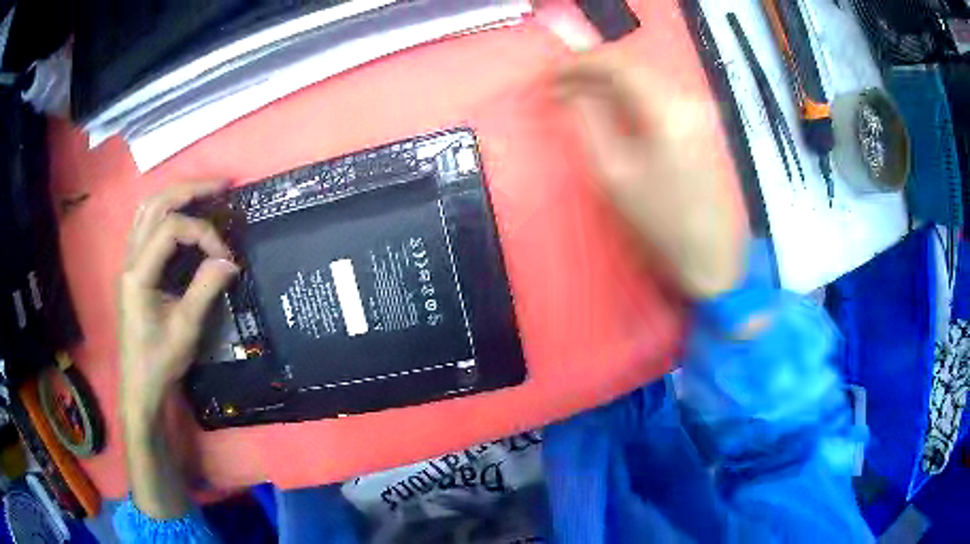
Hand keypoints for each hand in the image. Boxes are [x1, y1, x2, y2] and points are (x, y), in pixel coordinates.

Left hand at [118, 181, 237, 428]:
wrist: (140, 384)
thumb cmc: (160, 360)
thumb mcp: (186, 328)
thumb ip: (206, 289)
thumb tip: (231, 261)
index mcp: (138, 273)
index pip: (171, 229)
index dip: (203, 233)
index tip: (225, 257)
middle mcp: (130, 258)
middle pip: (156, 205)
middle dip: (190, 190)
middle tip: (222, 186)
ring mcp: (129, 260)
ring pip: (148, 209)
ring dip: (176, 195)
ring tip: (204, 193)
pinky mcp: (134, 267)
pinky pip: (146, 224)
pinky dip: (166, 211)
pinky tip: (181, 214)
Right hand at [558, 50, 747, 298]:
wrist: (712, 258)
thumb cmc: (662, 224)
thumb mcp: (615, 175)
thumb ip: (589, 123)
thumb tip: (570, 93)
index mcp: (666, 110)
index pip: (617, 64)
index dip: (578, 63)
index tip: (549, 75)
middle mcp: (687, 99)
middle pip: (633, 65)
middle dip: (591, 69)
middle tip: (559, 85)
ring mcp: (699, 111)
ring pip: (646, 78)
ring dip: (609, 81)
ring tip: (578, 95)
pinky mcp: (702, 125)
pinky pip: (658, 94)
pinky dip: (630, 94)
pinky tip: (612, 107)